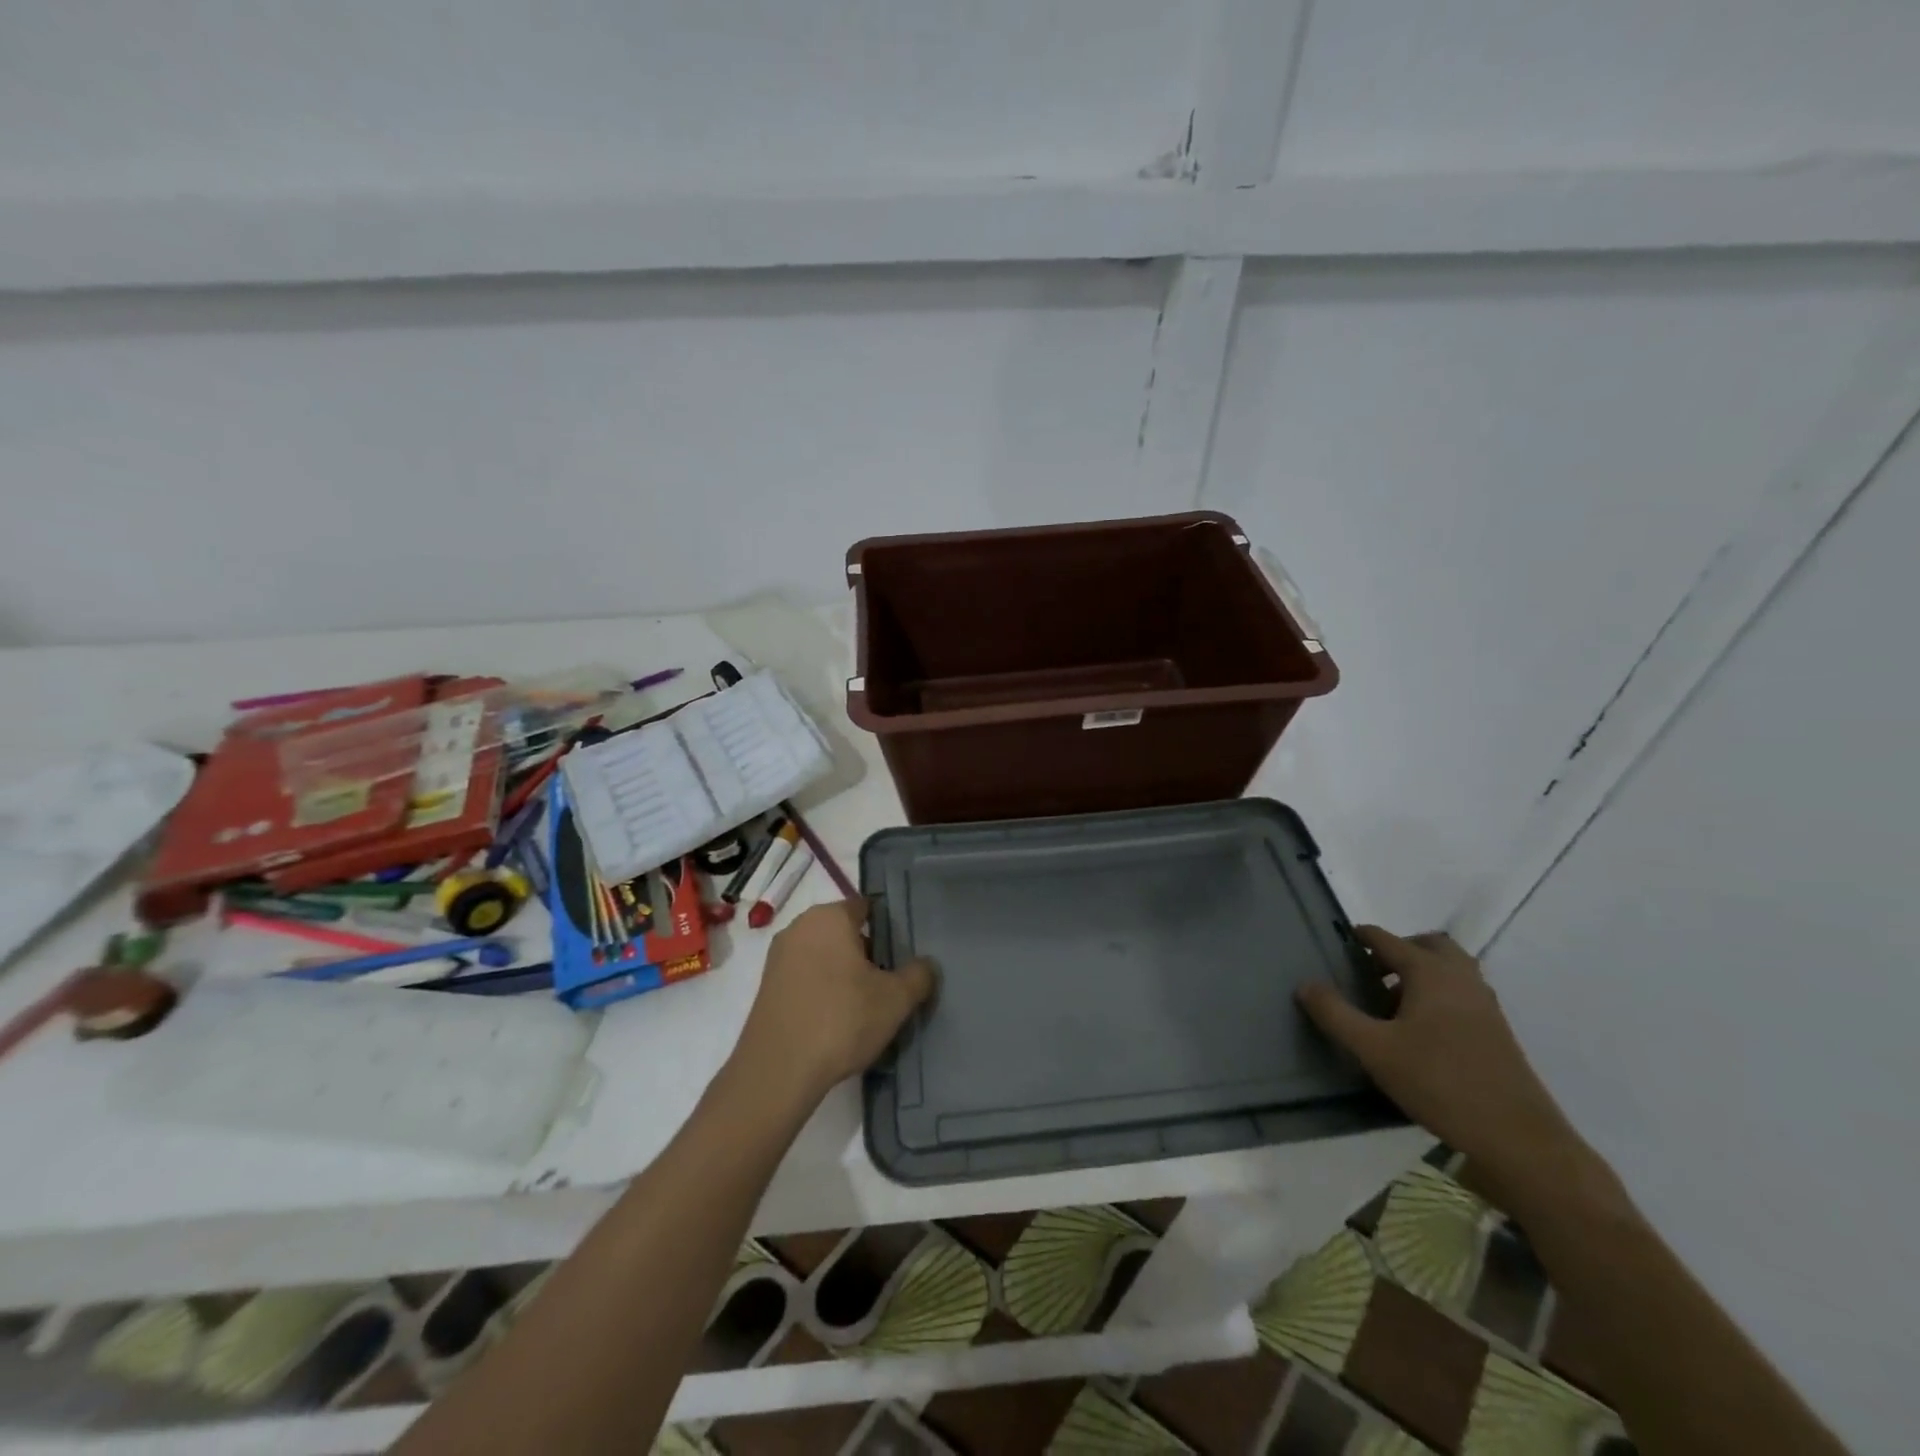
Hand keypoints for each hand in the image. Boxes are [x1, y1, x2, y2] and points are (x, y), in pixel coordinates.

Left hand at [730, 899, 935, 1110]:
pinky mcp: (767, 987)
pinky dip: (822, 990)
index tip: (902, 955)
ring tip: (865, 1006)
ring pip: (824, 956)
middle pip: (844, 931)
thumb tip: (926, 965)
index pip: (866, 908)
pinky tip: (836, 1020)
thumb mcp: (896, 999)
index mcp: (829, 917)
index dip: (888, 929)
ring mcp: (778, 957)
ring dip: (844, 974)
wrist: (778, 1071)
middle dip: (867, 953)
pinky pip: (805, 977)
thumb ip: (919, 975)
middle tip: (888, 983)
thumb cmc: (842, 1020)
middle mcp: (799, 927)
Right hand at [1297, 927, 1592, 1201]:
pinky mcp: (1496, 1030)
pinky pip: (1462, 992)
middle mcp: (1461, 978)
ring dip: (1421, 971)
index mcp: (1430, 973)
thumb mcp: (1374, 1049)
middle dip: (1398, 949)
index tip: (1336, 943)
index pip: (1386, 939)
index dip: (1359, 937)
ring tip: (1391, 999)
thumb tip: (1306, 985)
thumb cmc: (1440, 1083)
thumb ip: (1335, 1014)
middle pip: (1428, 944)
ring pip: (1451, 968)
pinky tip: (1419, 1027)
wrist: (1518, 1138)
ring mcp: (1484, 1004)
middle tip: (1370, 970)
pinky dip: (1438, 993)